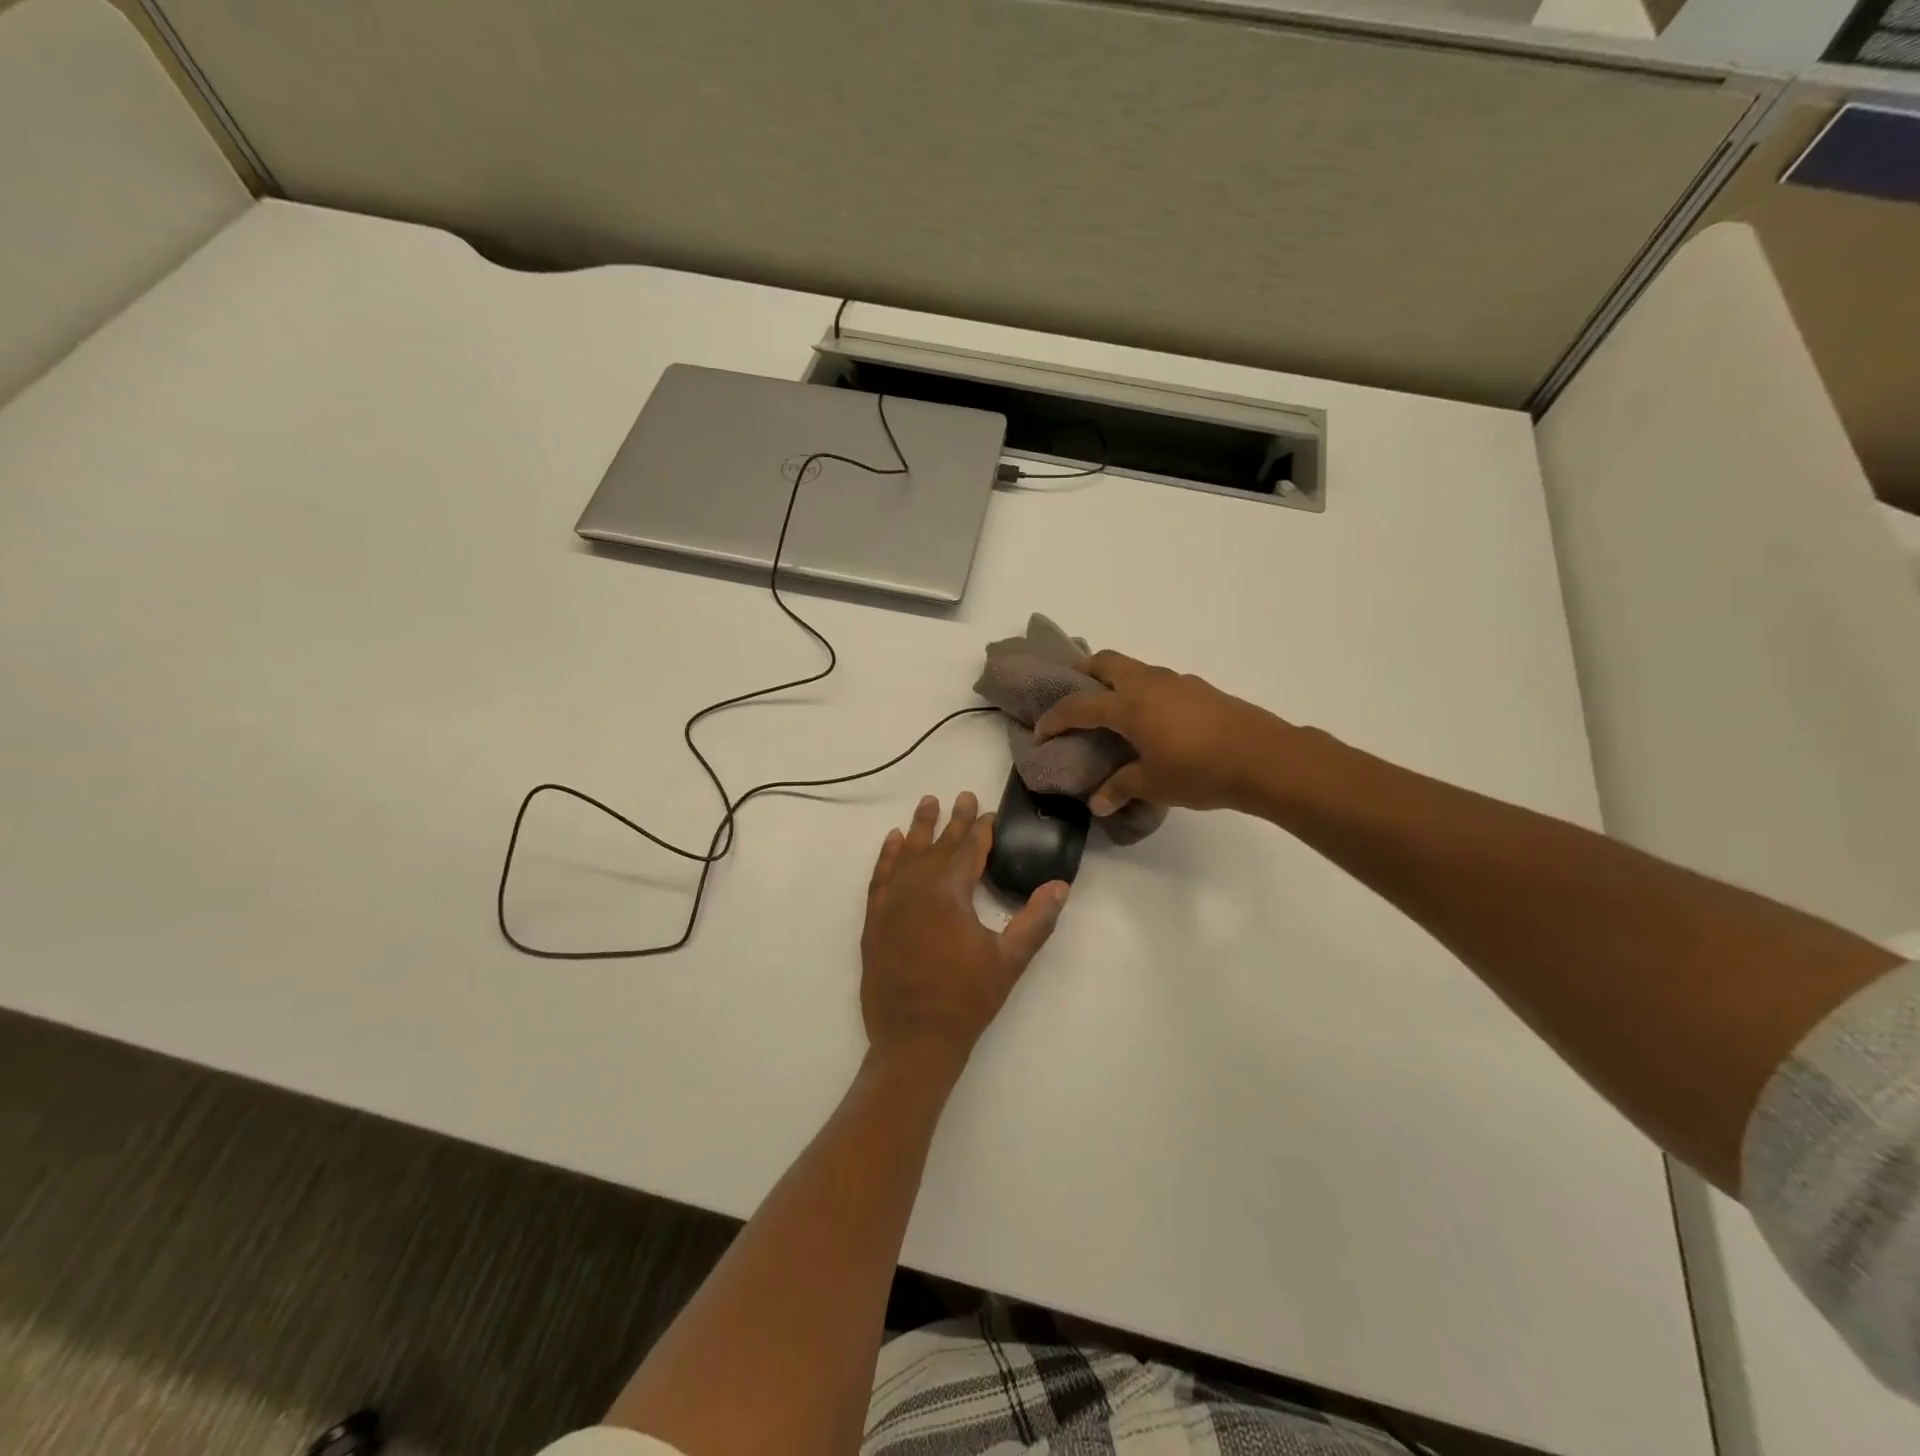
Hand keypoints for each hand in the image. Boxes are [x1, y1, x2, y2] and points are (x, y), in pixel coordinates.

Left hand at [860, 792, 1068, 1072]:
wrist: (913, 1040)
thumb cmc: (966, 1000)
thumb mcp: (1009, 961)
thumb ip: (1035, 921)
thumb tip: (1060, 886)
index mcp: (949, 893)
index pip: (968, 850)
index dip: (981, 830)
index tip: (989, 813)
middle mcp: (917, 888)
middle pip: (938, 845)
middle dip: (954, 821)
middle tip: (964, 796)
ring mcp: (891, 903)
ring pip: (906, 854)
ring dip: (919, 828)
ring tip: (928, 803)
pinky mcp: (875, 920)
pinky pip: (880, 877)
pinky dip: (886, 856)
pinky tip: (892, 841)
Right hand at [1032, 651, 1291, 815]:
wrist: (1265, 758)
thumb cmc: (1200, 771)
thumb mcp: (1155, 784)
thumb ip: (1122, 788)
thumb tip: (1099, 802)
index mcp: (1129, 705)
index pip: (1079, 705)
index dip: (1054, 719)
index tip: (1040, 733)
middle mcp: (1149, 684)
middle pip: (1105, 662)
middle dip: (1082, 673)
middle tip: (1072, 694)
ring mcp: (1177, 682)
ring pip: (1135, 668)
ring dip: (1115, 681)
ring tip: (1111, 711)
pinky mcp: (1200, 689)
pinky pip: (1159, 681)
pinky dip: (1143, 692)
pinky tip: (1152, 721)